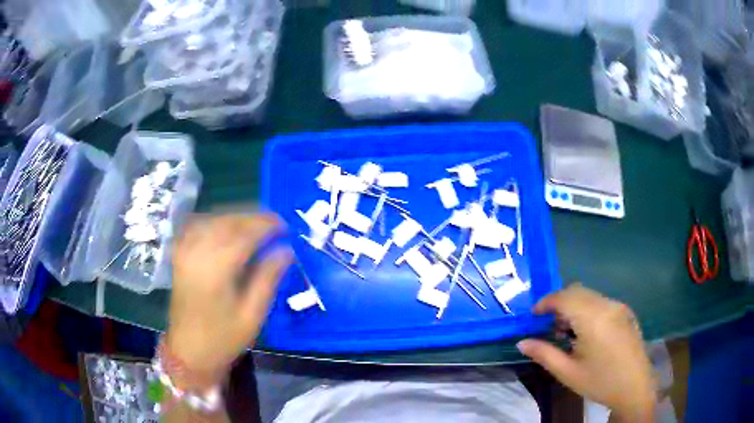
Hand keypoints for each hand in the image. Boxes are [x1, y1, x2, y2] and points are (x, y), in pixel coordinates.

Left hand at [166, 214, 292, 388]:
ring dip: (236, 218)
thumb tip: (287, 250)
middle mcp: (198, 252)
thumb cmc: (223, 338)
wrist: (188, 351)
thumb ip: (268, 278)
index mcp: (217, 268)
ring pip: (213, 219)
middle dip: (253, 218)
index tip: (286, 227)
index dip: (267, 225)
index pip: (245, 233)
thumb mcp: (253, 314)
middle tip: (275, 225)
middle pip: (228, 221)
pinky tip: (227, 229)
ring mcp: (185, 251)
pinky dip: (216, 222)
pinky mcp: (180, 254)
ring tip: (256, 228)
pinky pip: (198, 225)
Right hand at [517, 284, 656, 421]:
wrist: (635, 387)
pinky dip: (588, 309)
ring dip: (574, 306)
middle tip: (551, 328)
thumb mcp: (568, 373)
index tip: (534, 315)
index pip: (564, 297)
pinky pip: (602, 302)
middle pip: (577, 291)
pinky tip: (589, 334)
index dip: (546, 302)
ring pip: (590, 295)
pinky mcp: (626, 312)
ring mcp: (619, 306)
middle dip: (559, 304)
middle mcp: (607, 305)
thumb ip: (544, 354)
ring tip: (570, 334)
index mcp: (593, 319)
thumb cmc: (600, 382)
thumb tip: (521, 343)